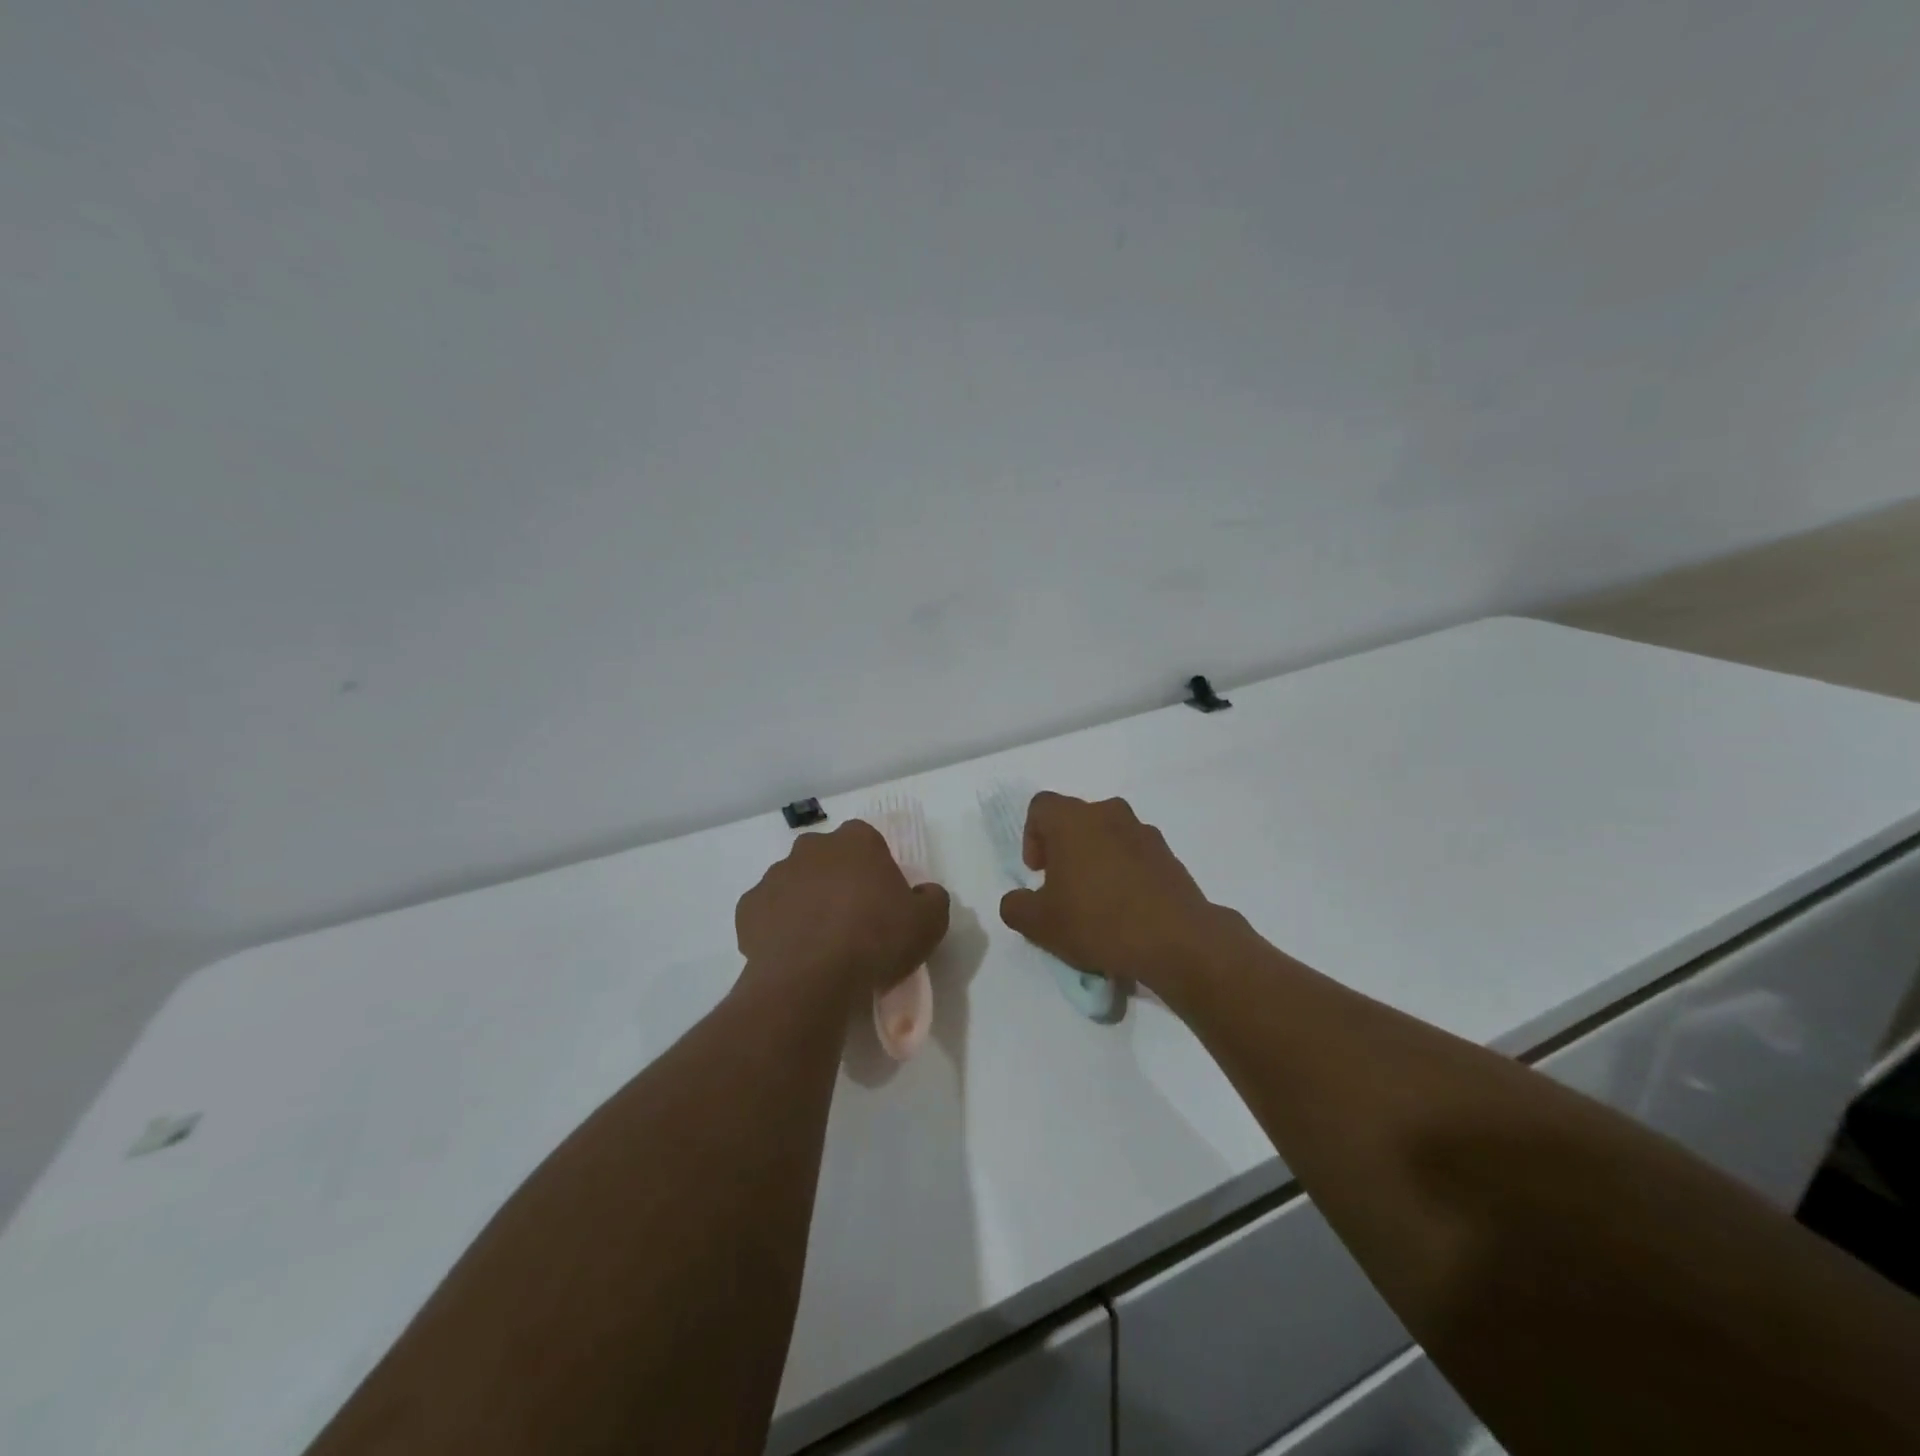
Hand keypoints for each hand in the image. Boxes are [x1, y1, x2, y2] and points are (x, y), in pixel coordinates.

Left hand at [736, 820, 949, 1002]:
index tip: (882, 900)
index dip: (876, 869)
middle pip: (828, 858)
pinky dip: (778, 927)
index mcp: (856, 841)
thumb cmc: (875, 939)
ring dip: (806, 902)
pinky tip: (792, 953)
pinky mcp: (748, 908)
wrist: (811, 978)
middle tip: (853, 920)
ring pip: (795, 883)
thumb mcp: (929, 923)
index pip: (868, 841)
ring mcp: (775, 875)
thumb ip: (932, 899)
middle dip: (838, 880)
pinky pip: (768, 912)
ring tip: (821, 942)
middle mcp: (811, 848)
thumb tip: (924, 893)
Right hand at [998, 792, 1230, 992]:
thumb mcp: (1040, 924)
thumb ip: (1016, 907)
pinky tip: (1126, 911)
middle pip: (1076, 819)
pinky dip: (1125, 873)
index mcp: (1072, 819)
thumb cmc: (1097, 920)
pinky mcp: (1169, 855)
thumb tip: (1017, 900)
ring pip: (1108, 836)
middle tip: (1063, 888)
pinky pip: (1135, 855)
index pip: (1041, 807)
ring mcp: (1143, 832)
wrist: (1175, 939)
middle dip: (1065, 848)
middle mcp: (1108, 813)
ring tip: (1096, 902)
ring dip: (1096, 859)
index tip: (1038, 872)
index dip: (1032, 836)